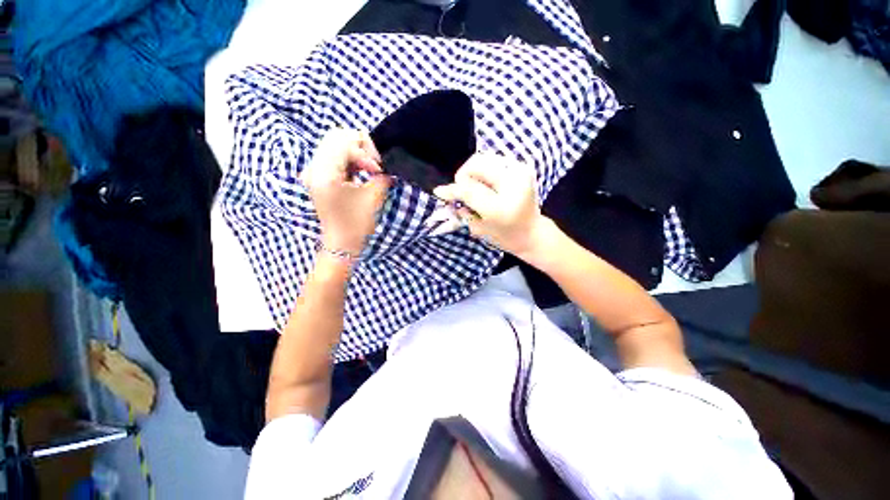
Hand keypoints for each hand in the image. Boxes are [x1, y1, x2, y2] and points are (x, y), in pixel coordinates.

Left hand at [301, 129, 390, 255]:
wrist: (341, 243)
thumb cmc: (356, 224)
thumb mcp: (372, 198)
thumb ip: (382, 177)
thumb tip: (387, 168)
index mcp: (325, 172)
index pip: (345, 143)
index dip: (367, 154)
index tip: (379, 171)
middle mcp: (314, 167)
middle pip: (337, 136)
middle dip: (360, 146)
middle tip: (375, 164)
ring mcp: (313, 171)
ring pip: (334, 143)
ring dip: (355, 151)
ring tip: (369, 168)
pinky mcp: (318, 176)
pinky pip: (333, 155)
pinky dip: (349, 158)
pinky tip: (360, 171)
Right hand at [433, 152, 548, 257]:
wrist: (532, 233)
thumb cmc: (505, 237)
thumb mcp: (479, 228)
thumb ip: (462, 210)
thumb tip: (444, 193)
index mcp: (501, 206)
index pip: (469, 189)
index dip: (452, 189)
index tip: (439, 191)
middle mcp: (513, 183)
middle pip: (477, 163)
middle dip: (464, 175)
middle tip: (462, 190)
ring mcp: (520, 171)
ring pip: (485, 158)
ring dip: (474, 171)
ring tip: (475, 188)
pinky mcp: (523, 167)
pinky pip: (494, 160)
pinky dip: (484, 170)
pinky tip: (487, 184)